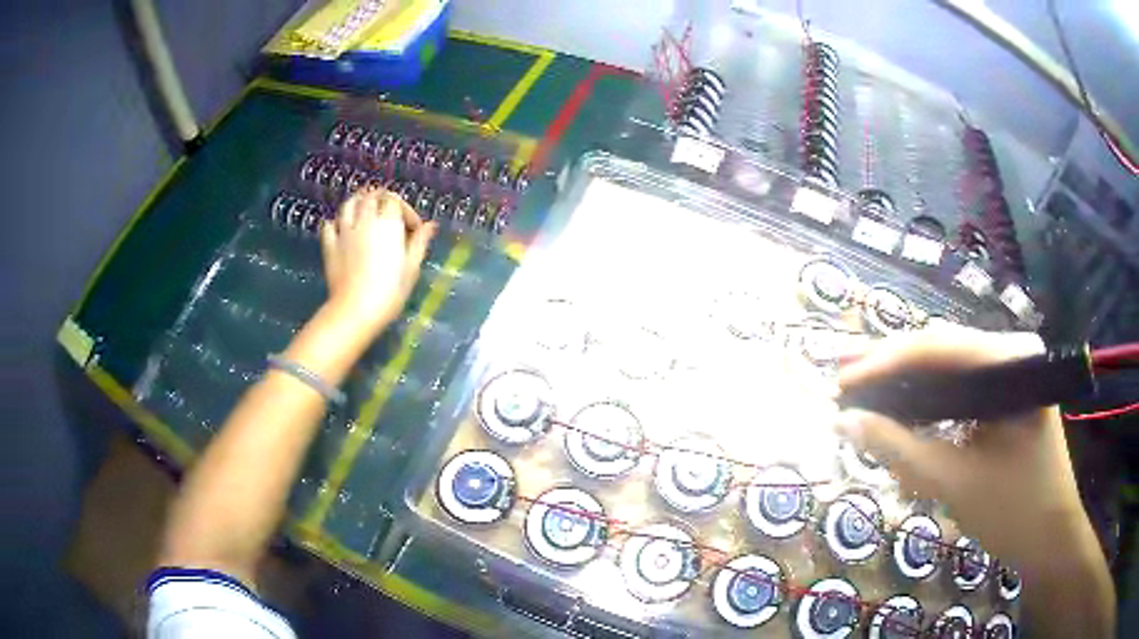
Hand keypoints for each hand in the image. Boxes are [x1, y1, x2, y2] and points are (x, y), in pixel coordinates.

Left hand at [320, 189, 436, 333]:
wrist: (356, 310)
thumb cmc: (389, 291)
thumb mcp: (412, 267)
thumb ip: (419, 242)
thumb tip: (430, 225)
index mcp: (388, 223)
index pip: (395, 201)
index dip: (406, 210)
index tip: (413, 229)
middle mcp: (365, 220)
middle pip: (371, 195)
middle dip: (382, 199)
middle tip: (389, 213)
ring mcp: (344, 231)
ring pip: (349, 203)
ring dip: (359, 202)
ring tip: (365, 211)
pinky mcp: (330, 245)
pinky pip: (330, 225)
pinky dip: (336, 222)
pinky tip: (341, 230)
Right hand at [834, 323, 1086, 566]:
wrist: (1050, 538)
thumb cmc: (1013, 510)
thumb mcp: (954, 482)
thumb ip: (899, 450)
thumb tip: (845, 421)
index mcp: (1010, 363)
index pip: (938, 347)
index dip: (885, 361)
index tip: (842, 382)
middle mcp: (1011, 355)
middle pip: (941, 351)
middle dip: (891, 368)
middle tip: (843, 380)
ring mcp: (1010, 376)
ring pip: (948, 371)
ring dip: (906, 385)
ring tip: (863, 393)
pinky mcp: (1006, 400)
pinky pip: (960, 392)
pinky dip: (928, 405)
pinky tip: (902, 414)